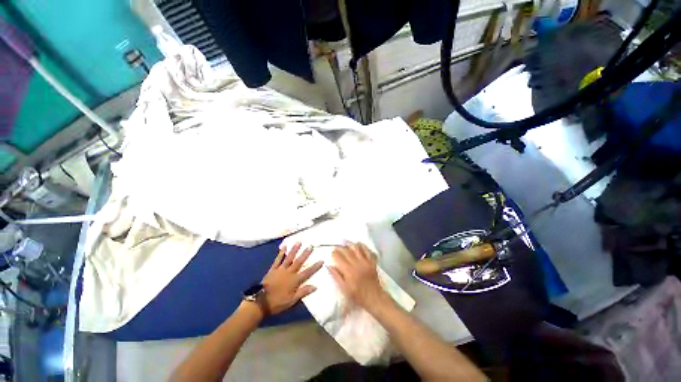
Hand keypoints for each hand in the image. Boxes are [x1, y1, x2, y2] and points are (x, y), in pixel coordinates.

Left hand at [261, 243, 322, 315]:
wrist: (260, 302)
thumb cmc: (277, 303)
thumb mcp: (292, 301)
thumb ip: (303, 292)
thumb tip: (315, 286)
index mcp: (295, 280)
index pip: (307, 272)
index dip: (315, 267)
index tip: (321, 260)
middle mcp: (289, 272)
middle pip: (299, 262)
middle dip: (305, 254)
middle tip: (311, 246)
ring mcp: (281, 269)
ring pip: (289, 258)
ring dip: (295, 249)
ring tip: (299, 242)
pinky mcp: (273, 269)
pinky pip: (278, 260)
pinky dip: (281, 253)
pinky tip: (284, 246)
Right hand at [328, 242, 388, 309]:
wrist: (374, 298)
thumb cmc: (357, 295)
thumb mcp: (344, 289)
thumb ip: (336, 276)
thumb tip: (329, 266)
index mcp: (348, 271)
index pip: (339, 258)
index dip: (334, 253)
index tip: (332, 252)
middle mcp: (356, 264)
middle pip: (347, 251)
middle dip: (341, 247)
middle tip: (337, 246)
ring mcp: (365, 262)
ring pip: (357, 248)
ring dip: (351, 244)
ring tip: (346, 242)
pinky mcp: (371, 262)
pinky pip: (367, 251)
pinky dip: (363, 246)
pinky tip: (359, 244)